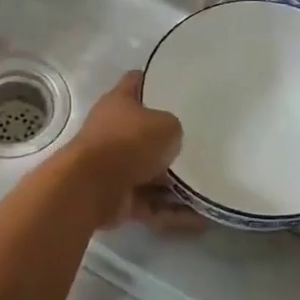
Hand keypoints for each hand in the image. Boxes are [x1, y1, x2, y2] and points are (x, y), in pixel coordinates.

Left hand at [66, 72, 199, 231]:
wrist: (92, 186)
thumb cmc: (130, 142)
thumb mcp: (166, 125)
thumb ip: (173, 128)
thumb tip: (171, 140)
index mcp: (119, 103)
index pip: (137, 82)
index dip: (155, 81)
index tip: (178, 86)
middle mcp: (113, 132)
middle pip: (144, 132)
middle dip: (169, 141)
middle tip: (201, 144)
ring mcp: (113, 166)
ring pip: (150, 173)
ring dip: (175, 184)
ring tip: (207, 189)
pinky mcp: (117, 198)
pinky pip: (150, 203)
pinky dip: (171, 212)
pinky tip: (200, 218)